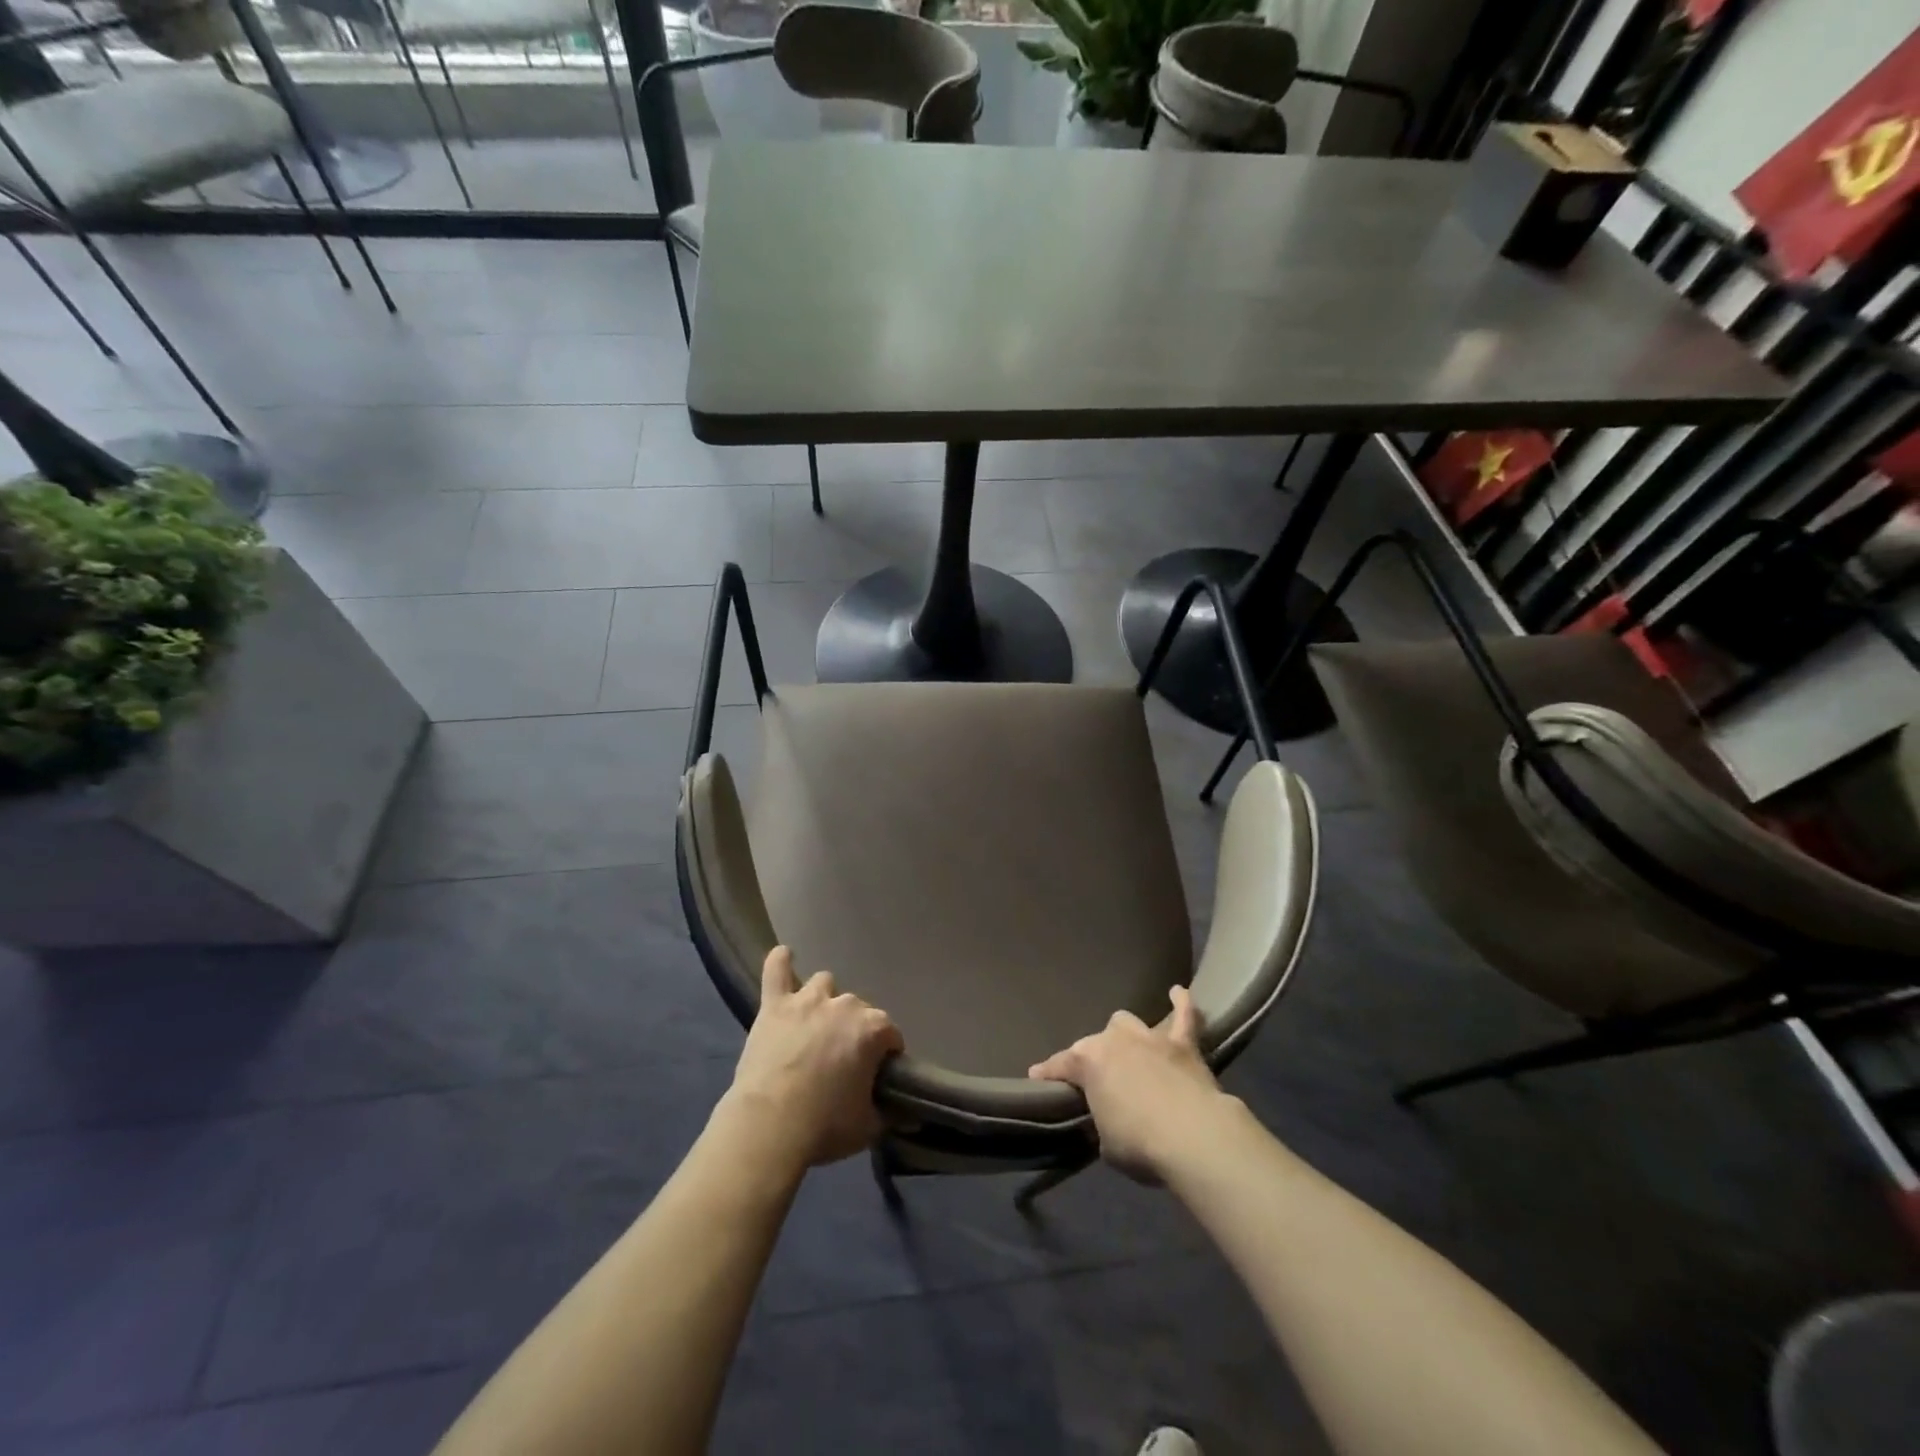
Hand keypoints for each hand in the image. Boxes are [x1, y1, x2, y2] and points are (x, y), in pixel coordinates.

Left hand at [717, 946, 904, 1173]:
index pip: (890, 1034)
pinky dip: (780, 962)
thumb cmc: (825, 1126)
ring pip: (824, 984)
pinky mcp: (775, 1006)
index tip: (876, 1074)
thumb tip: (909, 1115)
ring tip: (816, 1023)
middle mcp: (845, 1005)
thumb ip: (890, 1113)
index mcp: (873, 1029)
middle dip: (854, 1029)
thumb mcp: (868, 1126)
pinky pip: (776, 971)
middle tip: (842, 1058)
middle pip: (858, 1009)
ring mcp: (807, 1000)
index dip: (885, 1054)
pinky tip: (784, 955)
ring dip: (824, 1000)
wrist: (770, 1126)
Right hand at [1028, 985, 1235, 1183]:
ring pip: (1128, 1022)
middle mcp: (1115, 1040)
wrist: (1194, 1136)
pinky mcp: (1184, 1044)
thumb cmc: (1140, 1144)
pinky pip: (1184, 1016)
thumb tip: (1108, 1117)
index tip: (1038, 1078)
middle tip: (1100, 1083)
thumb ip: (1102, 1121)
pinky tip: (1178, 992)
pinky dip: (1181, 1004)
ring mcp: (1149, 1038)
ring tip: (1129, 1050)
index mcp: (1088, 1062)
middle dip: (1095, 1059)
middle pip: (1095, 1042)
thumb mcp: (1106, 1142)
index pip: (1059, 1065)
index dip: (1048, 1074)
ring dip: (1126, 1036)